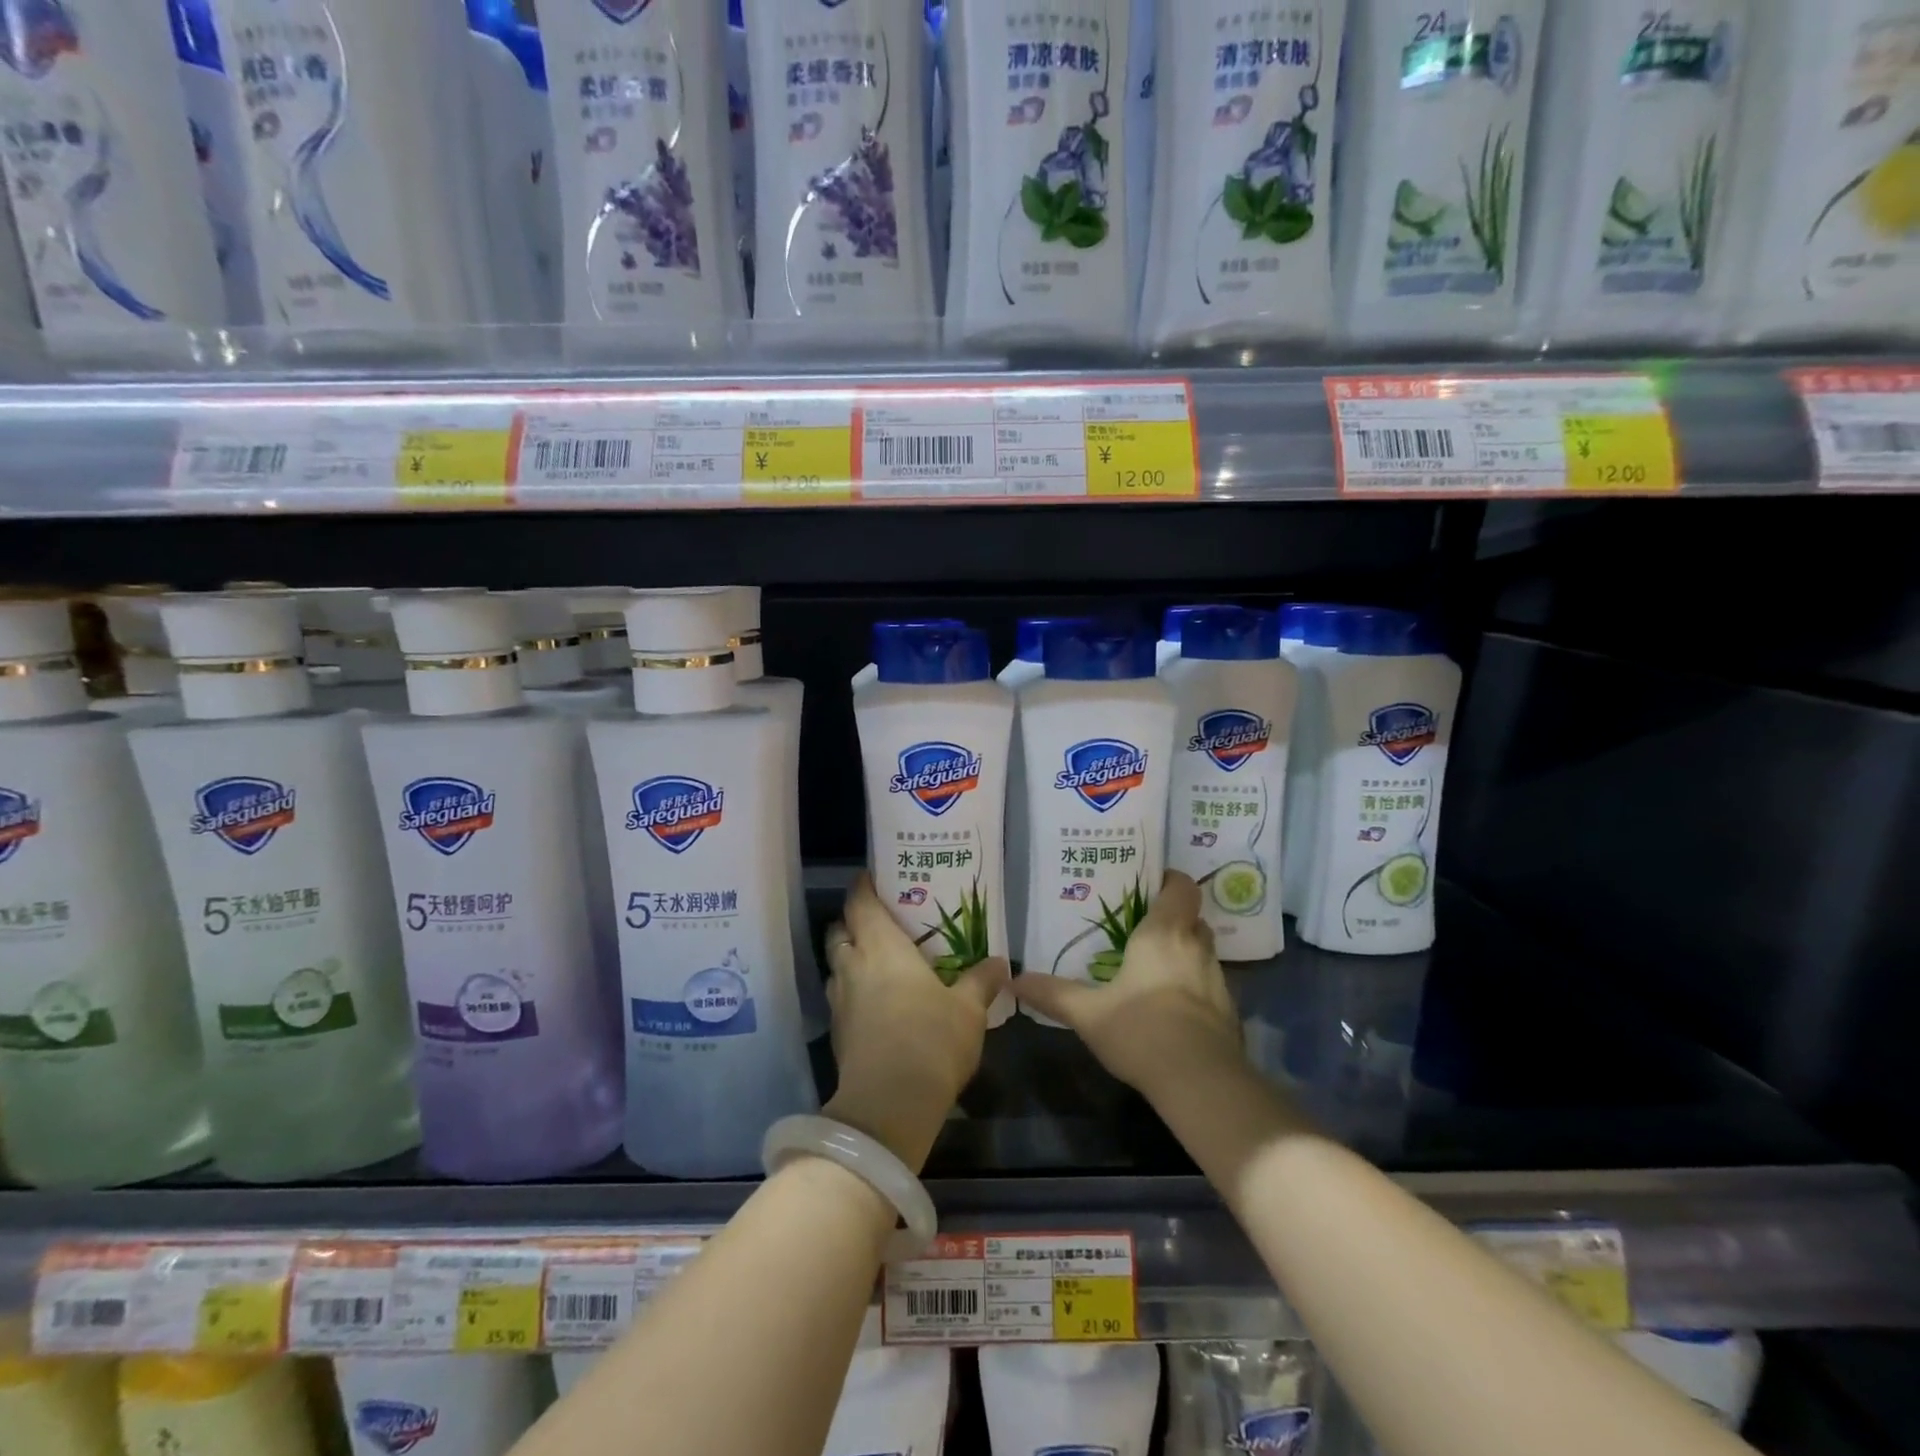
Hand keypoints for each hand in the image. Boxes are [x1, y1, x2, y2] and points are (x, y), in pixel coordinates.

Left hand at [821, 874, 1008, 1170]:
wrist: (888, 1105)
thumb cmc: (931, 1039)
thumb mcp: (968, 1009)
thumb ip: (981, 981)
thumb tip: (1000, 962)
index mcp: (881, 946)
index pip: (859, 901)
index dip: (863, 885)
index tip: (874, 876)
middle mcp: (853, 965)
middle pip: (840, 930)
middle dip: (854, 921)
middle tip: (882, 920)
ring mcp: (839, 1000)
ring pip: (837, 965)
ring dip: (851, 957)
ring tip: (879, 960)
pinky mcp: (837, 1033)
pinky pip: (841, 996)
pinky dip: (853, 990)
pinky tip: (876, 1002)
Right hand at [1013, 872, 1243, 1099]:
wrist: (1201, 1083)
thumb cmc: (1142, 1031)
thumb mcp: (1088, 1013)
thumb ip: (1052, 994)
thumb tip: (1013, 980)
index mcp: (1163, 934)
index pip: (1181, 887)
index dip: (1170, 880)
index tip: (1149, 885)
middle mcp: (1195, 947)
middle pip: (1192, 918)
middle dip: (1173, 917)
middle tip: (1141, 925)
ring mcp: (1217, 979)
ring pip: (1202, 950)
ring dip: (1184, 951)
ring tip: (1153, 963)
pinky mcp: (1228, 1010)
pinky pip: (1209, 982)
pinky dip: (1193, 983)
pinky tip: (1170, 1003)